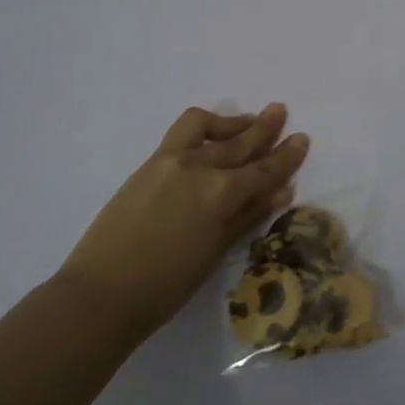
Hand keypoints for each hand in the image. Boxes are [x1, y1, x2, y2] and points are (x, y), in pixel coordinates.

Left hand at [60, 104, 309, 340]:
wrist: (102, 294)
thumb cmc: (167, 285)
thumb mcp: (217, 251)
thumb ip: (248, 215)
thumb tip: (280, 191)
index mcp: (221, 193)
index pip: (264, 170)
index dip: (286, 156)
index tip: (303, 138)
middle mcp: (200, 167)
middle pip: (240, 142)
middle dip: (264, 127)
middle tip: (280, 111)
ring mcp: (171, 161)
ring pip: (207, 127)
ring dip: (231, 121)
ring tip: (247, 120)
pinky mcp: (149, 164)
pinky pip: (182, 133)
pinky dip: (203, 128)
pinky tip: (211, 136)